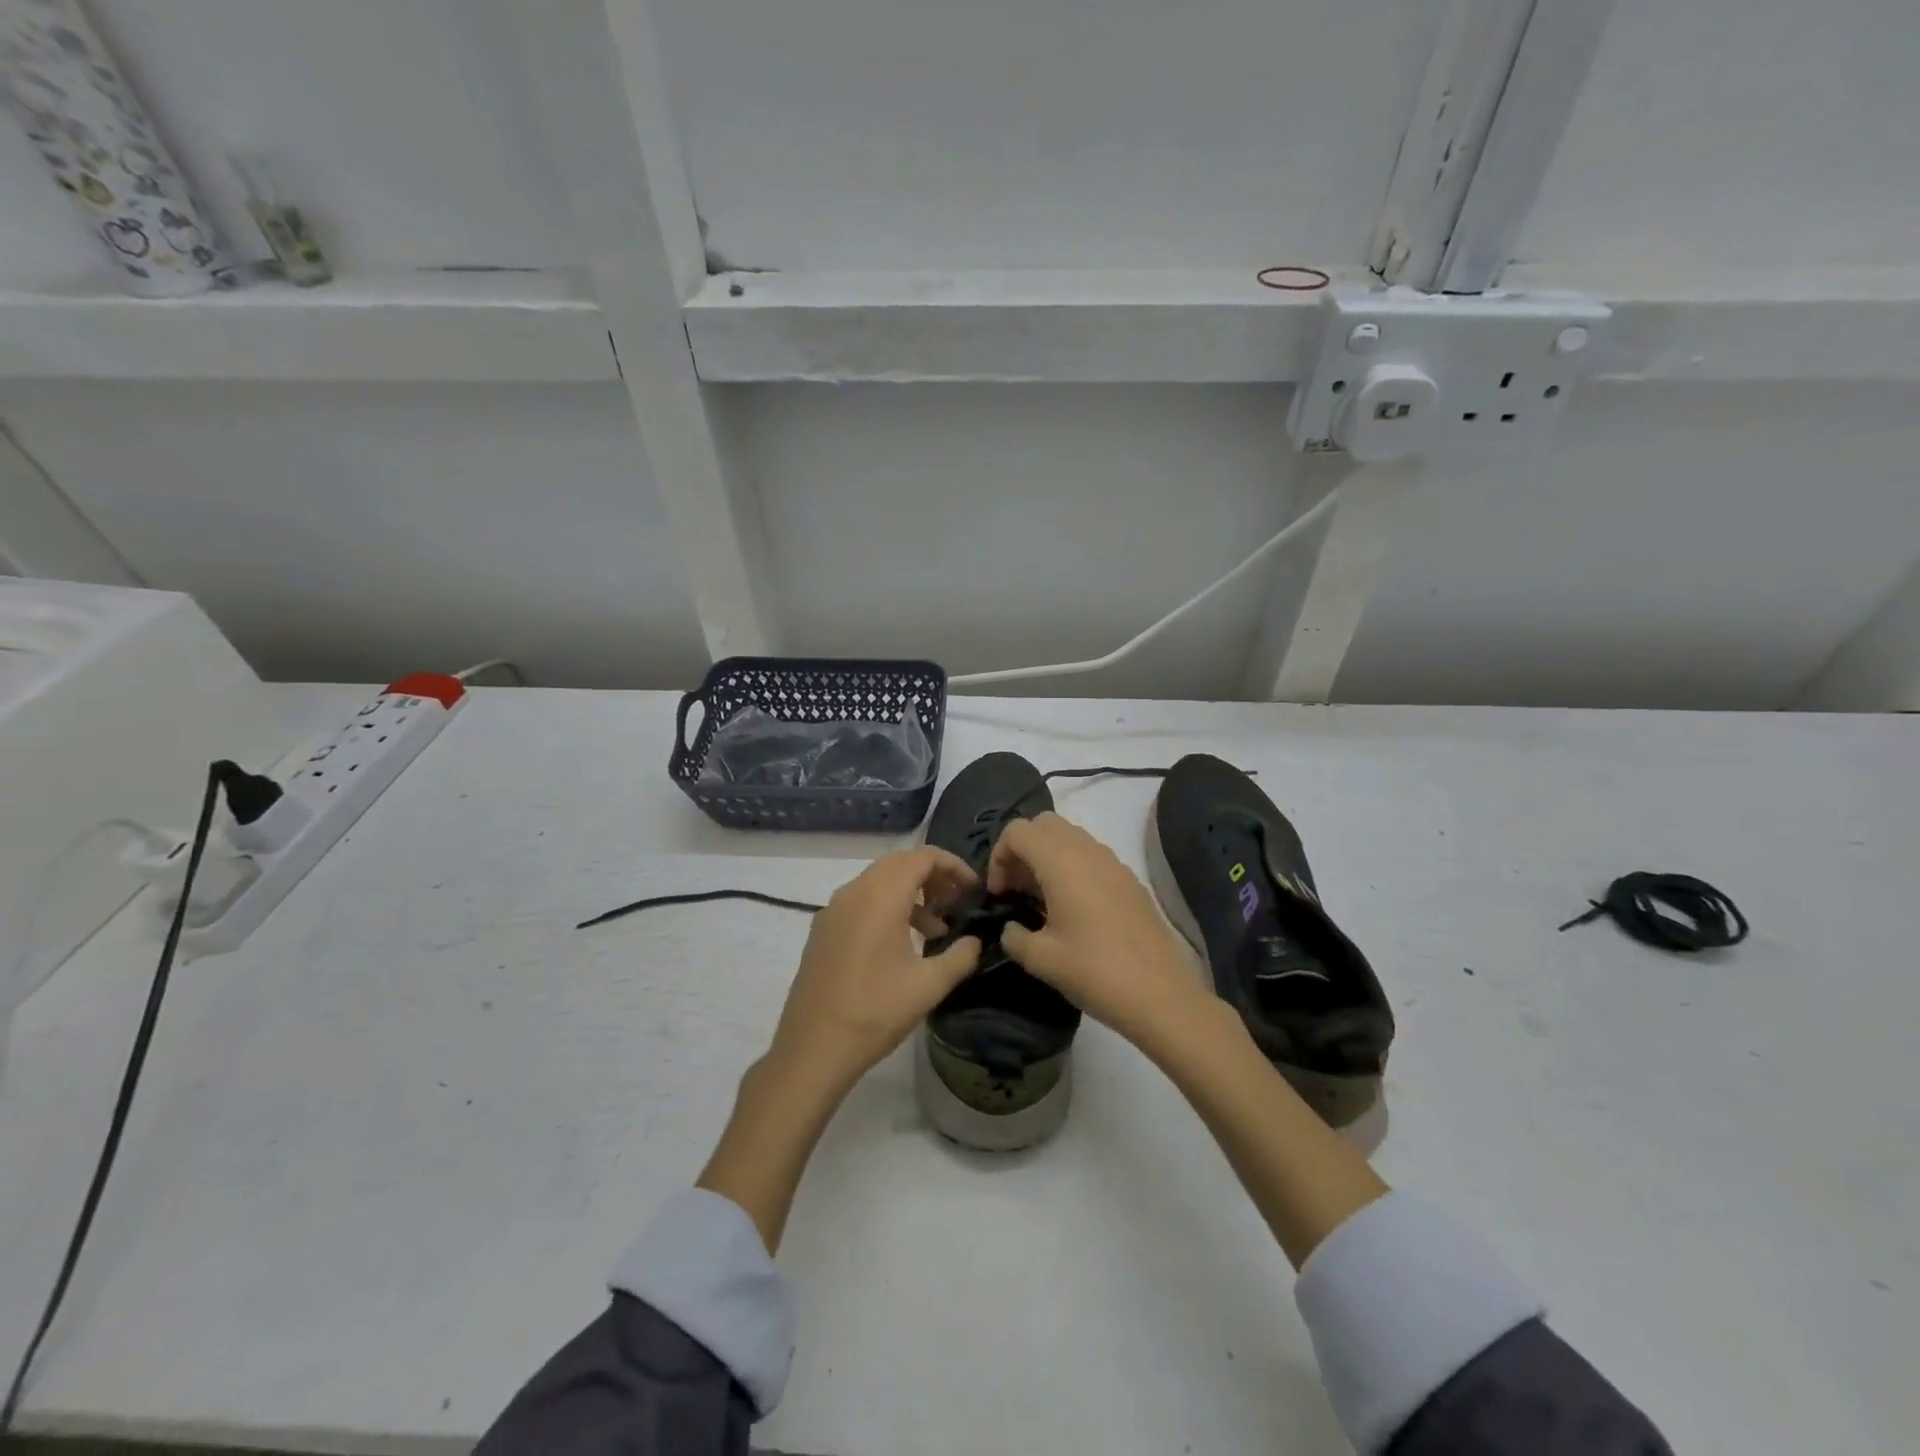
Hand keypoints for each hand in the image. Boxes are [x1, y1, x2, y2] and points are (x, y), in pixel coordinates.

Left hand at [768, 846, 981, 1088]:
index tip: (973, 888)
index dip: (952, 865)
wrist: (812, 1048)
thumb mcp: (929, 986)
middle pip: (899, 863)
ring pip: (878, 881)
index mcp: (880, 896)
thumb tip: (975, 941)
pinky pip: (861, 900)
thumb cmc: (875, 1012)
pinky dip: (887, 906)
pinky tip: (902, 943)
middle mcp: (854, 891)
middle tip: (957, 901)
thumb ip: (960, 957)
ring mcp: (833, 909)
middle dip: (932, 876)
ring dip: (910, 893)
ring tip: (936, 927)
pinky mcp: (823, 929)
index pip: (922, 857)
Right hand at [987, 813, 1203, 1047]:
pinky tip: (1072, 910)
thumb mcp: (1040, 959)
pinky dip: (1072, 867)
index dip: (999, 856)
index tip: (999, 894)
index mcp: (1060, 861)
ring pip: (1070, 837)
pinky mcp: (1129, 879)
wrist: (1159, 994)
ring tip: (1041, 900)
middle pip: (1044, 824)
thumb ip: (1013, 936)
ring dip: (1047, 857)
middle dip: (1022, 849)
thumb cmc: (1094, 971)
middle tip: (1016, 889)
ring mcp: (1113, 862)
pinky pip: (1091, 856)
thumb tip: (1011, 928)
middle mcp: (1087, 850)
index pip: (1017, 831)